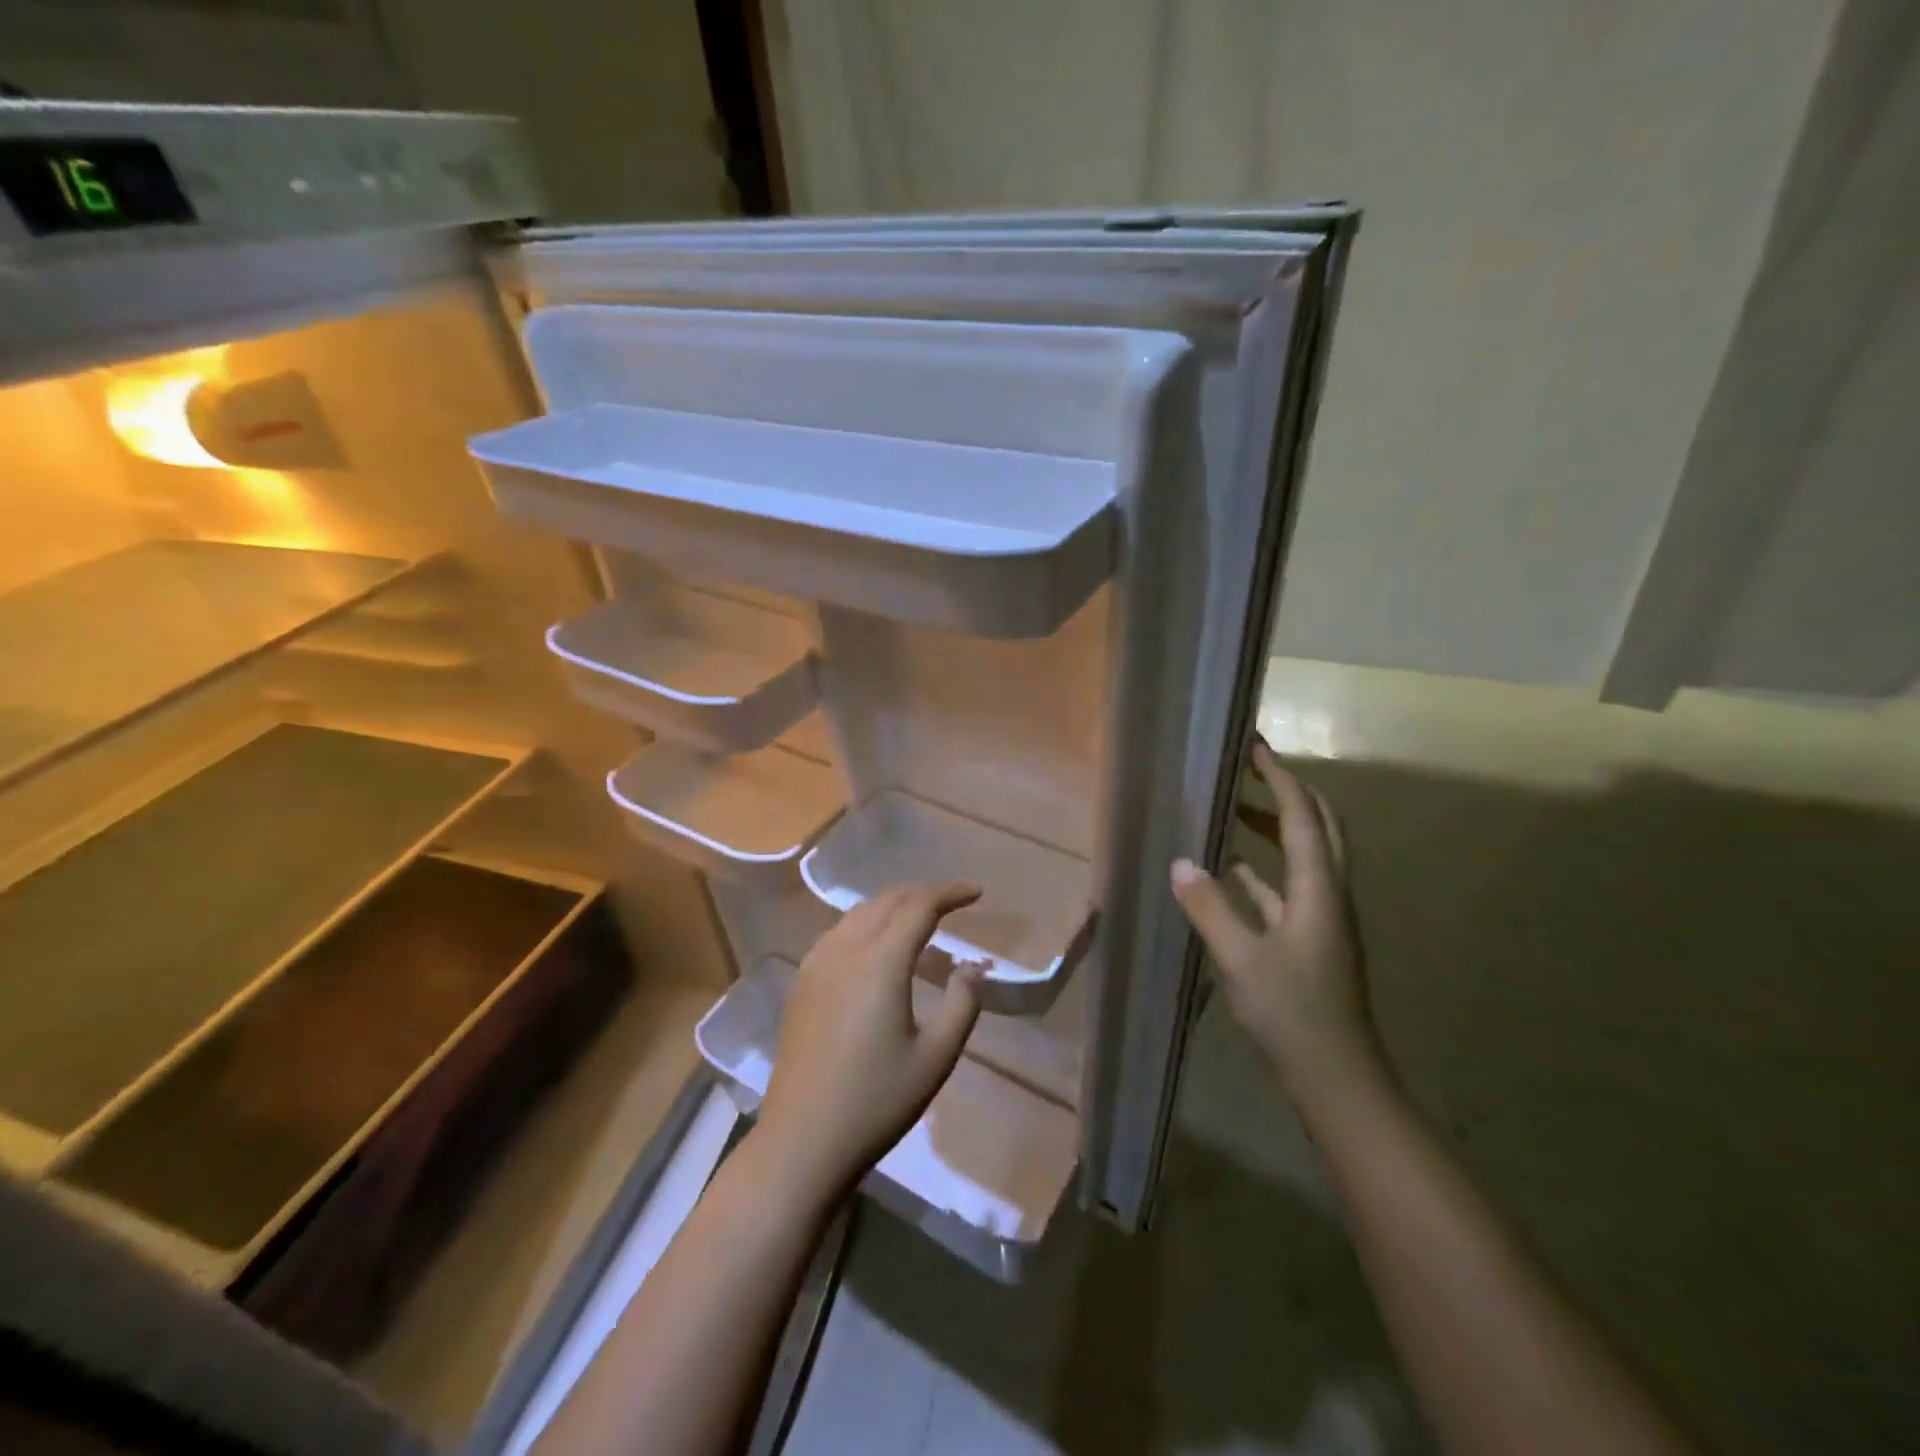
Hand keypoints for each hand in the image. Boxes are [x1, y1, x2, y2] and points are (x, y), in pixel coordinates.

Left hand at [755, 883, 984, 1200]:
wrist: (803, 1140)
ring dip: (893, 905)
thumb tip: (972, 965)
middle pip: (887, 900)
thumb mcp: (936, 1057)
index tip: (977, 893)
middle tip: (953, 903)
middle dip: (923, 894)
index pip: (919, 906)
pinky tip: (876, 945)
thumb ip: (962, 1002)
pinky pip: (838, 932)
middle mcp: (845, 949)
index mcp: (881, 962)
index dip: (951, 893)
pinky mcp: (801, 982)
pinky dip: (867, 923)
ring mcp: (816, 964)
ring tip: (919, 919)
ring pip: (859, 912)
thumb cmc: (877, 1101)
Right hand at [1170, 740, 1386, 1117]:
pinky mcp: (1313, 940)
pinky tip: (1233, 872)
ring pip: (1306, 856)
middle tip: (1251, 770)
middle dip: (1288, 792)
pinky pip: (1290, 888)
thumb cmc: (1292, 1014)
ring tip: (1234, 810)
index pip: (1302, 817)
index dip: (1280, 778)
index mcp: (1318, 890)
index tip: (1254, 748)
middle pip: (1319, 827)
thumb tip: (1180, 862)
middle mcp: (1329, 895)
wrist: (1337, 1078)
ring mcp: (1323, 919)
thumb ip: (1209, 907)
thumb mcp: (1241, 959)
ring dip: (1277, 827)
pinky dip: (1265, 870)